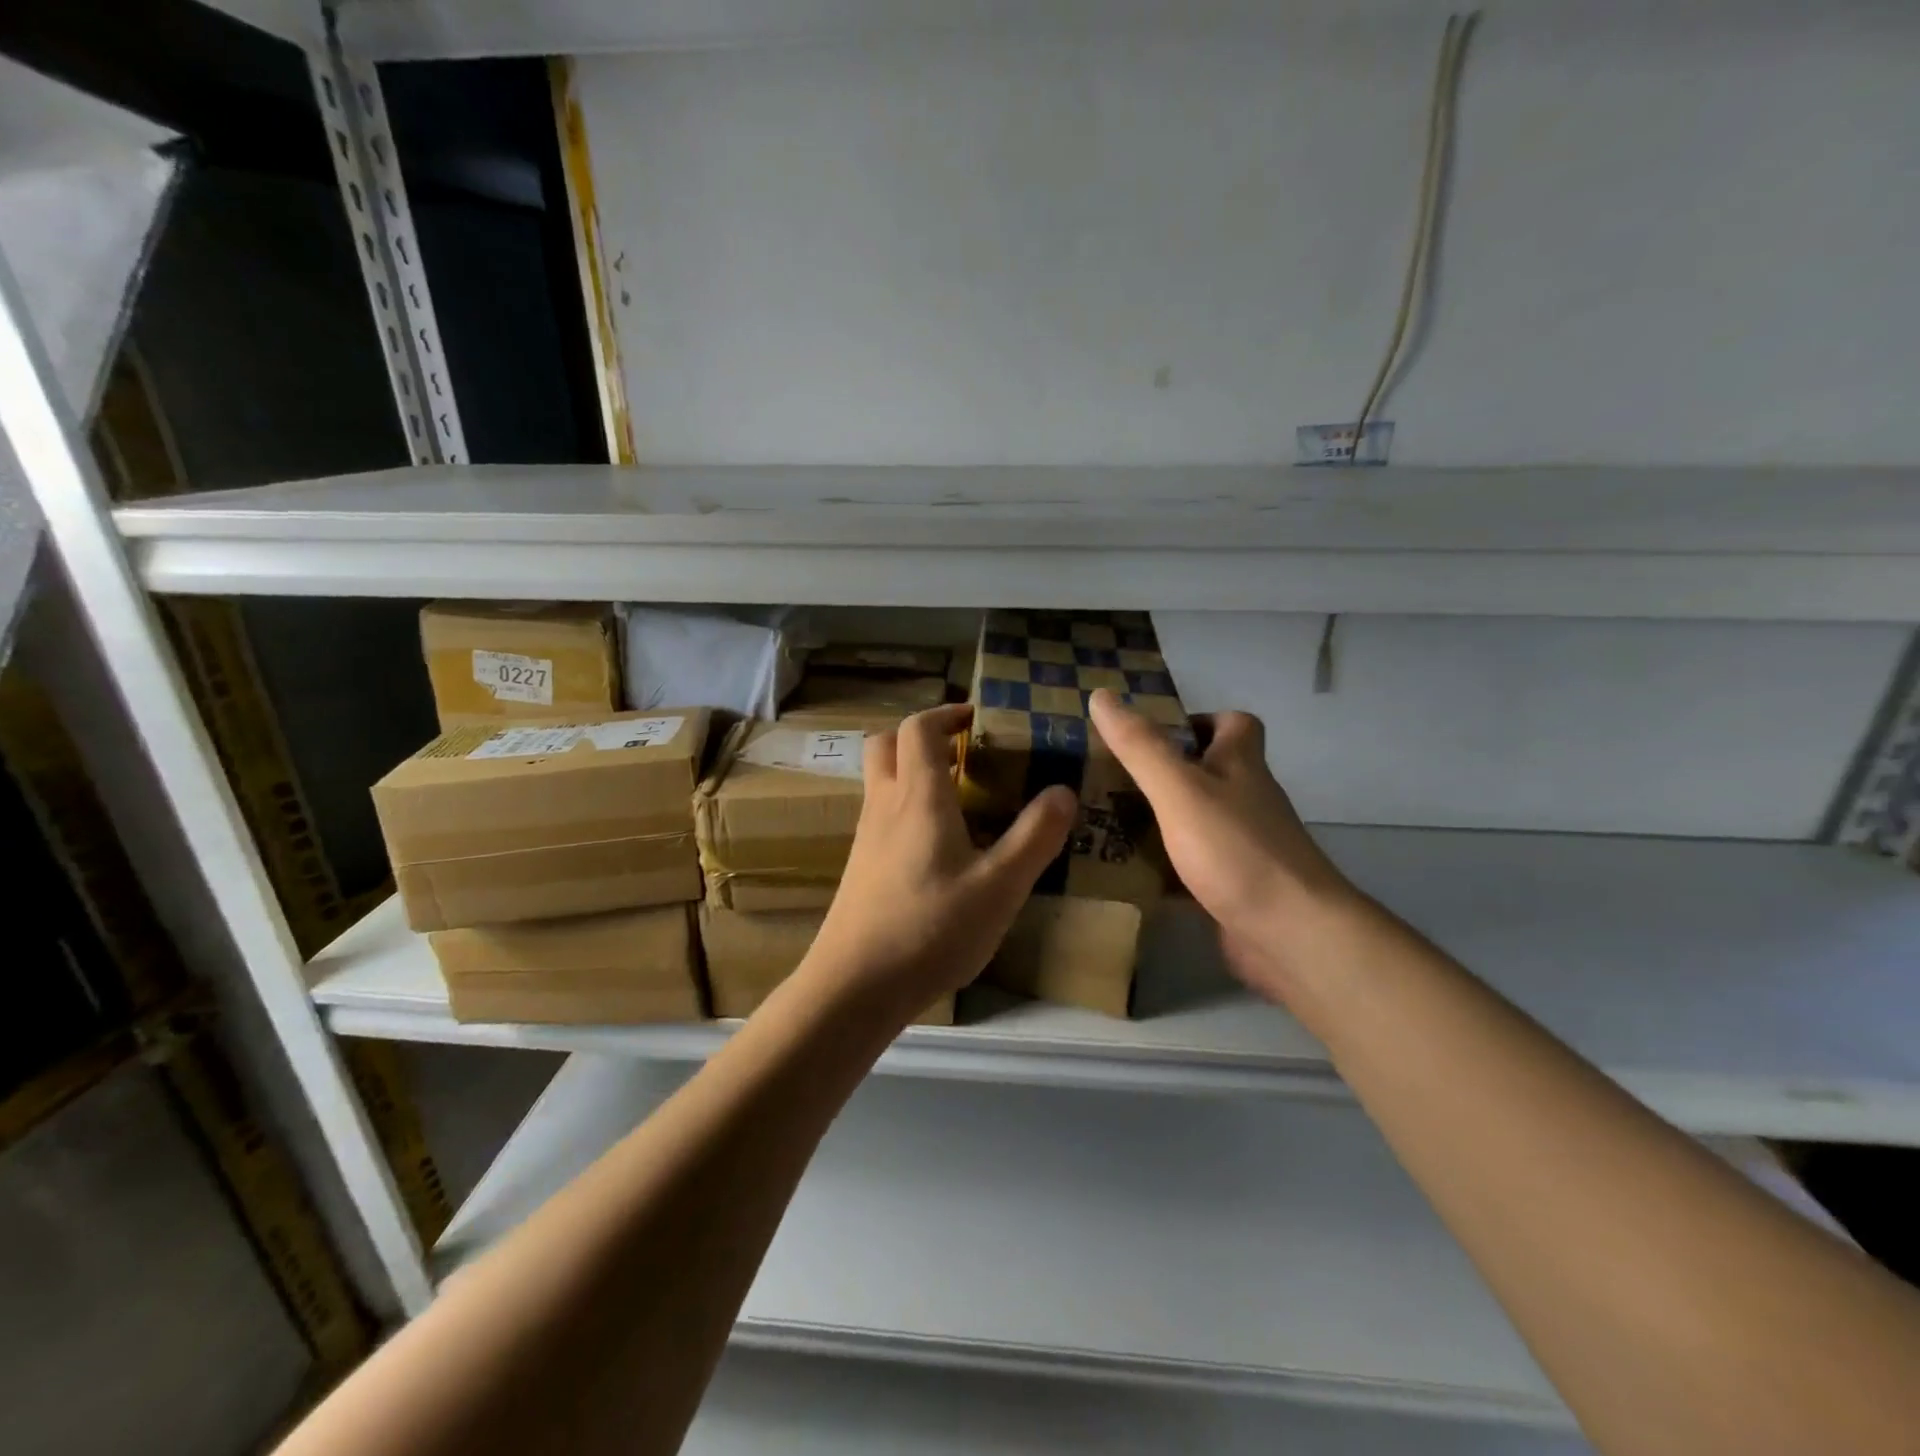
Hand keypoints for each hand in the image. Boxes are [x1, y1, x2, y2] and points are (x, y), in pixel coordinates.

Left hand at [805, 704, 1075, 1020]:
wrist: (855, 985)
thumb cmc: (932, 929)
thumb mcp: (1000, 887)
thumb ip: (1035, 836)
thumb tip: (1063, 791)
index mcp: (918, 797)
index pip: (919, 728)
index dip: (946, 713)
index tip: (976, 718)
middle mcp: (884, 805)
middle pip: (886, 743)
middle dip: (921, 735)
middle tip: (961, 751)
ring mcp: (865, 836)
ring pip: (879, 779)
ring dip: (911, 769)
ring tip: (956, 796)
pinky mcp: (859, 866)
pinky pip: (879, 813)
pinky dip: (904, 805)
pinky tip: (935, 845)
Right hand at [1088, 689, 1370, 1004]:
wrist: (1291, 935)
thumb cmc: (1236, 850)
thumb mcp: (1180, 789)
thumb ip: (1141, 746)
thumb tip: (1102, 695)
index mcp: (1241, 765)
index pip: (1234, 724)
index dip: (1198, 720)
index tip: (1153, 734)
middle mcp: (1247, 800)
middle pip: (1209, 773)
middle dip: (1163, 773)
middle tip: (1108, 779)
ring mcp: (1243, 847)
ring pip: (1196, 821)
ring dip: (1157, 821)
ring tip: (1101, 822)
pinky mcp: (1233, 888)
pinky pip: (1191, 868)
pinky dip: (1162, 869)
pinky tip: (1124, 875)